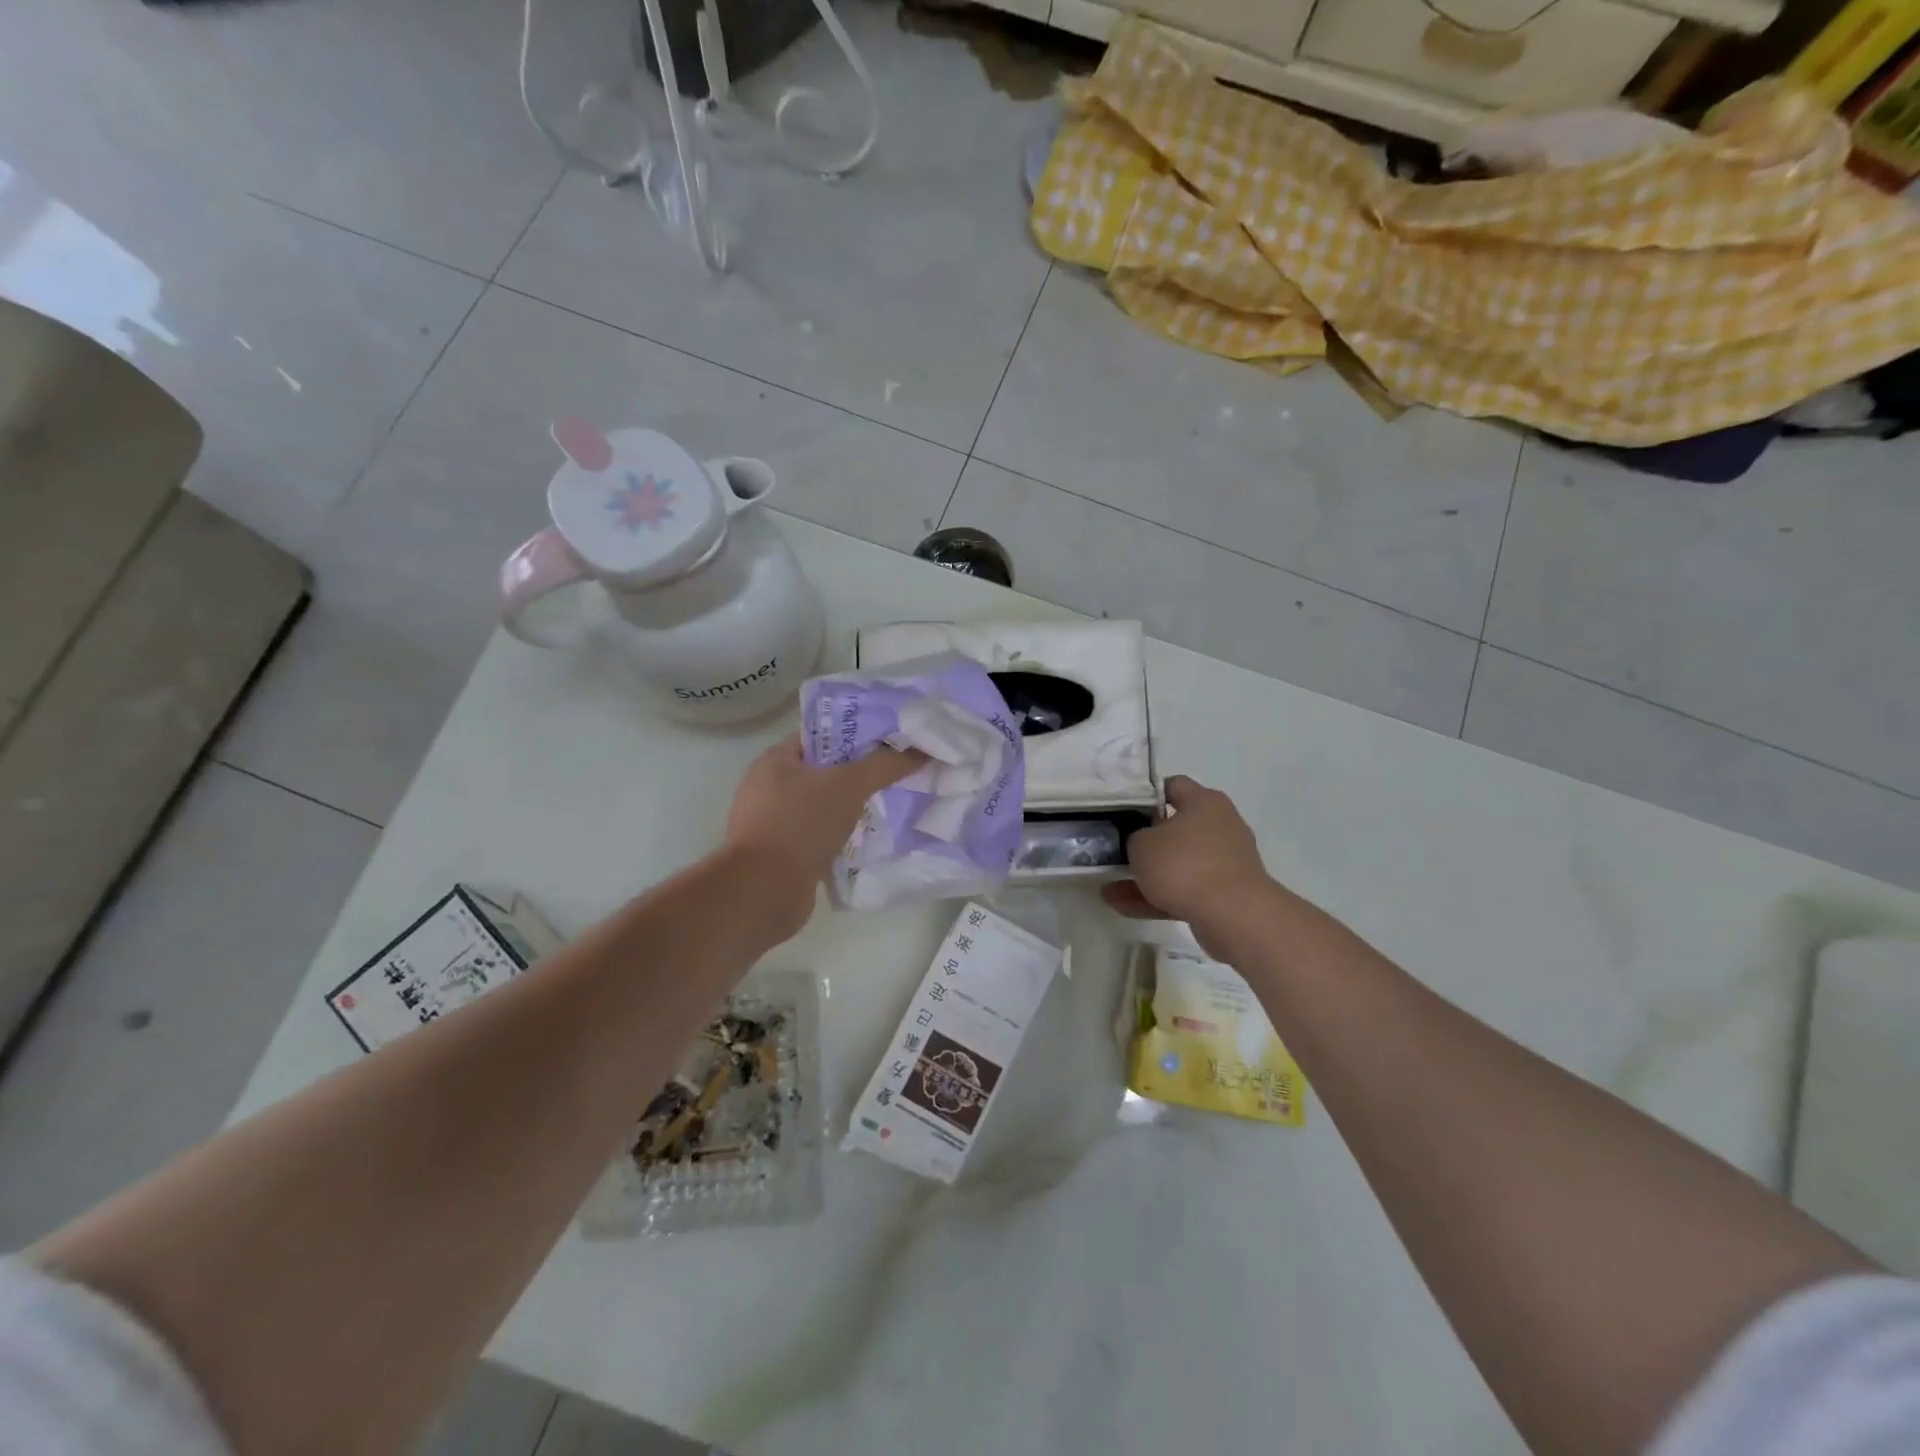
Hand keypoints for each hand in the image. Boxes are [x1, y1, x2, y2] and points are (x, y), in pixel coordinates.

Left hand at [724, 734, 922, 937]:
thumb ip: (884, 765)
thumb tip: (921, 750)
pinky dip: (843, 834)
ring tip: (891, 801)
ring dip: (853, 805)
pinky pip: (821, 833)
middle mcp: (770, 787)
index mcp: (775, 760)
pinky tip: (870, 836)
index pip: (821, 735)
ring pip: (824, 804)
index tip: (891, 739)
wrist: (765, 892)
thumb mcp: (848, 786)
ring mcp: (775, 822)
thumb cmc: (800, 825)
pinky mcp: (784, 853)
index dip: (856, 733)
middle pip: (824, 770)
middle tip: (897, 771)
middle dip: (860, 772)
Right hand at [1102, 775, 1273, 957]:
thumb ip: (1134, 837)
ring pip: (1178, 864)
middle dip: (1144, 843)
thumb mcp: (1141, 844)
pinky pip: (1186, 889)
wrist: (1233, 916)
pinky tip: (1125, 908)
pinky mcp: (1226, 893)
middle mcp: (1220, 825)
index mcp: (1204, 802)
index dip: (1145, 796)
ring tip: (1111, 890)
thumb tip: (1142, 843)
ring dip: (1147, 875)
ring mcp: (1225, 861)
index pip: (1173, 786)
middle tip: (1117, 851)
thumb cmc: (1183, 865)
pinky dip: (1159, 897)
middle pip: (1175, 828)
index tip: (1123, 812)